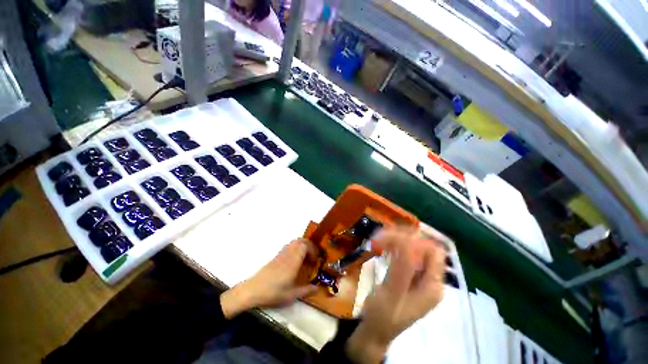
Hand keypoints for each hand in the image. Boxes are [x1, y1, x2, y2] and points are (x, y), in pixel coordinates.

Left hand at [221, 239, 316, 318]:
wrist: (253, 290)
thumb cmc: (273, 292)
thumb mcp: (291, 295)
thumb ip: (306, 291)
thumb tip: (317, 289)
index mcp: (293, 261)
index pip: (305, 246)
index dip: (312, 250)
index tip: (315, 260)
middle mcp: (288, 254)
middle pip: (300, 240)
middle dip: (309, 245)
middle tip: (312, 256)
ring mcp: (281, 254)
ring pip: (294, 242)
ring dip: (302, 245)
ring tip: (305, 257)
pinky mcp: (276, 256)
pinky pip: (288, 246)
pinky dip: (295, 248)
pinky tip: (294, 260)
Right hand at [347, 226, 446, 362]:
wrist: (375, 330)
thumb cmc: (382, 317)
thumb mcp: (391, 295)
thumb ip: (402, 270)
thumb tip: (407, 242)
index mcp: (433, 286)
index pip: (433, 252)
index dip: (413, 241)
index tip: (389, 239)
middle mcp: (430, 279)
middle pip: (423, 245)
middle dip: (402, 237)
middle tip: (380, 238)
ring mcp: (420, 276)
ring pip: (413, 246)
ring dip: (396, 239)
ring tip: (378, 240)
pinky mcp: (409, 274)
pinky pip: (405, 251)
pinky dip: (393, 244)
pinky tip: (382, 246)